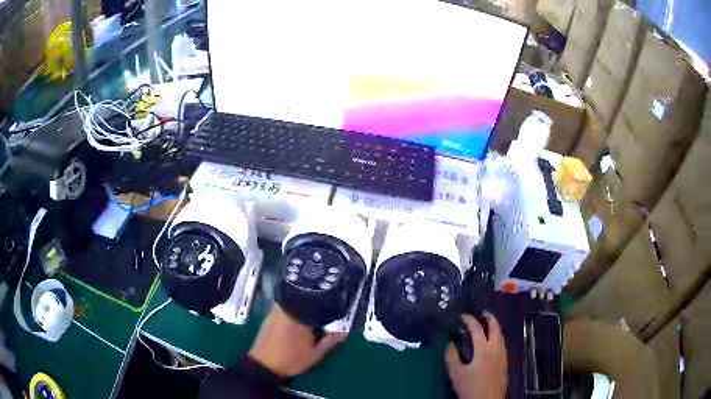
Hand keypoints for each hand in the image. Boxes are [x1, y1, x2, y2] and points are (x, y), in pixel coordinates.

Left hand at [248, 303, 345, 377]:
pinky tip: (294, 319)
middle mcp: (285, 311)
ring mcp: (274, 313)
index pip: (313, 303)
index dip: (322, 301)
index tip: (329, 303)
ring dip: (298, 304)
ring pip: (289, 301)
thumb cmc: (291, 360)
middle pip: (299, 298)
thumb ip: (329, 342)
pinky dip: (289, 310)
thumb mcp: (314, 354)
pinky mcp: (267, 318)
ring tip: (308, 312)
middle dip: (309, 301)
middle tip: (318, 307)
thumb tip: (344, 333)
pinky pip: (281, 307)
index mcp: (299, 318)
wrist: (265, 365)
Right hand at [445, 313, 507, 398]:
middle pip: (496, 327)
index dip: (470, 320)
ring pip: (501, 335)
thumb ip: (452, 357)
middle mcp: (496, 348)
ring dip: (494, 327)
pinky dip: (496, 337)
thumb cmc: (471, 387)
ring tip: (486, 326)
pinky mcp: (505, 362)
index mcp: (484, 349)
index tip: (462, 316)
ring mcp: (503, 355)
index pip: (477, 328)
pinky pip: (502, 343)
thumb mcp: (456, 374)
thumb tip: (450, 343)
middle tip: (482, 314)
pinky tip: (491, 343)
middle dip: (489, 318)